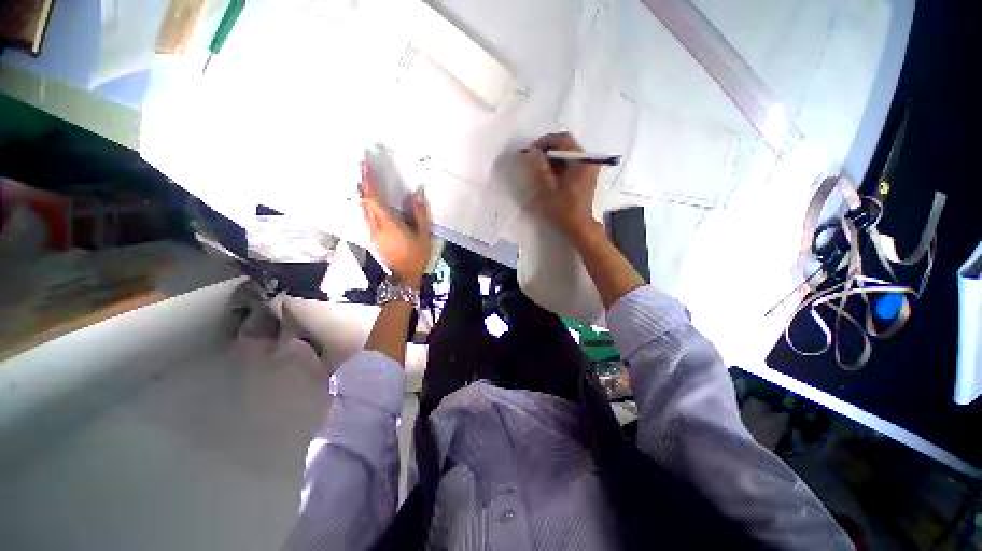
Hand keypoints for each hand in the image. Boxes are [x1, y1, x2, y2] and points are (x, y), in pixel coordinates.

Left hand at [360, 162, 431, 287]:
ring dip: (364, 196)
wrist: (404, 276)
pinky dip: (366, 207)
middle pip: (365, 203)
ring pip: (363, 210)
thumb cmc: (416, 255)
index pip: (374, 199)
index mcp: (389, 223)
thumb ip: (419, 214)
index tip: (364, 166)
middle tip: (364, 170)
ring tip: (366, 184)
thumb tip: (417, 194)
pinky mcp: (373, 239)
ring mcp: (372, 233)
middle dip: (364, 185)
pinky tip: (371, 205)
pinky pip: (366, 218)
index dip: (368, 182)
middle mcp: (376, 226)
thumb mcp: (423, 235)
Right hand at [522, 132, 602, 240]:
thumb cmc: (564, 210)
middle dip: (548, 149)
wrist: (579, 226)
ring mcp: (589, 167)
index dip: (545, 141)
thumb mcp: (548, 189)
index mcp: (581, 161)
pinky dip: (559, 164)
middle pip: (567, 144)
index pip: (563, 140)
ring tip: (539, 168)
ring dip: (553, 157)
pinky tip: (549, 174)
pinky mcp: (586, 174)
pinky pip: (571, 162)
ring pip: (568, 153)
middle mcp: (588, 160)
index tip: (532, 151)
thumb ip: (539, 168)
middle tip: (534, 159)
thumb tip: (532, 151)